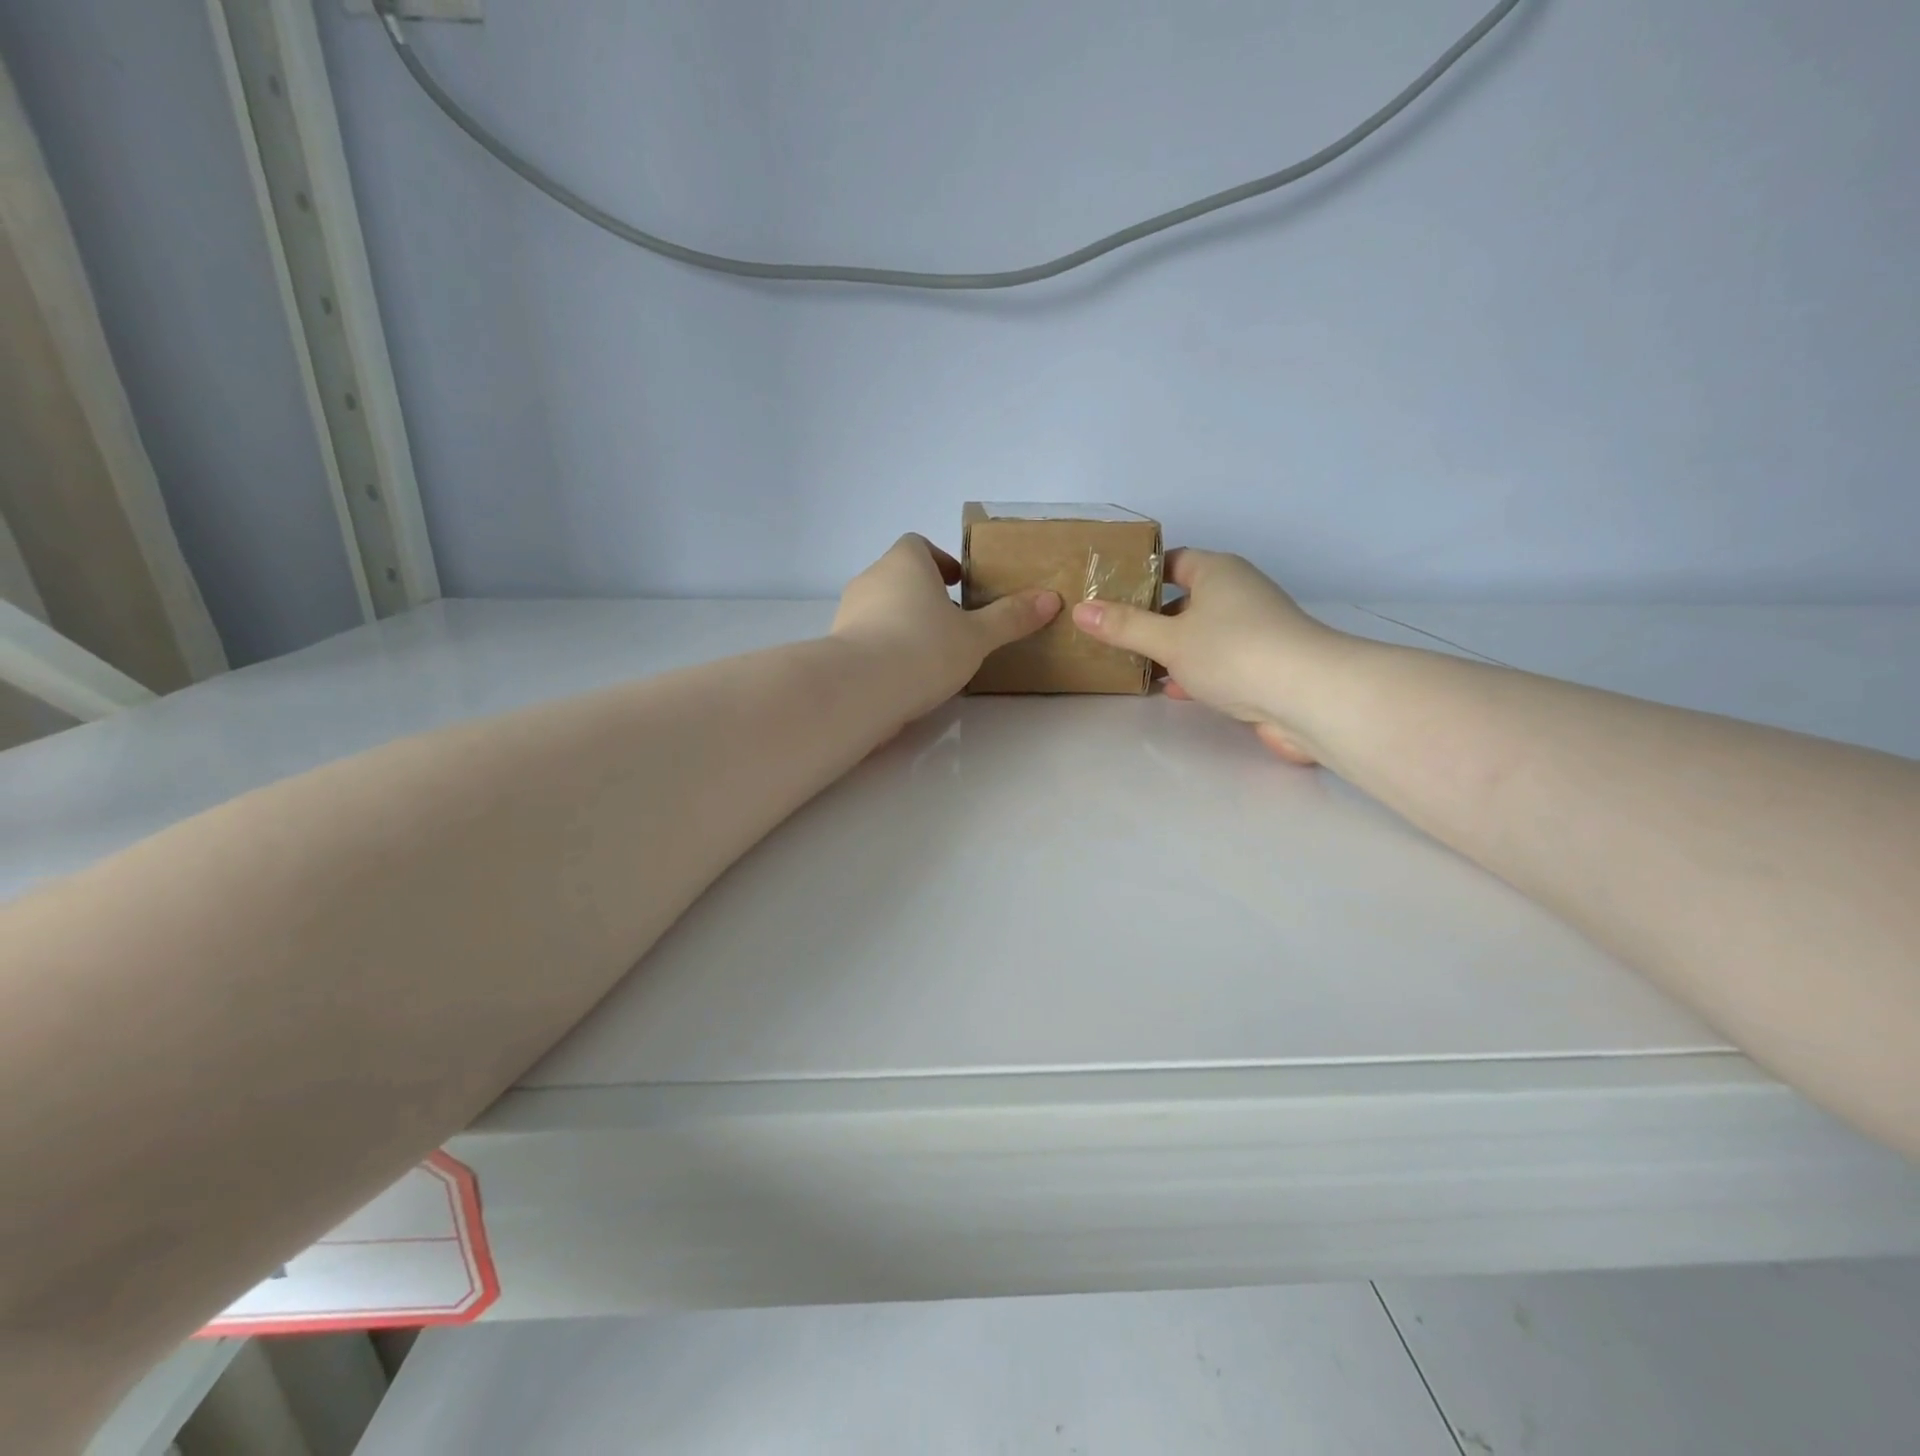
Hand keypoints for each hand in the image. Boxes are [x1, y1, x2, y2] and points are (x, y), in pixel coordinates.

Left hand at [833, 534, 1060, 718]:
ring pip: (882, 609)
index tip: (958, 584)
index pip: (918, 545)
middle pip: (900, 578)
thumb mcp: (976, 636)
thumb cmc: (923, 648)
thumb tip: (1050, 599)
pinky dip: (886, 649)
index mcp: (905, 563)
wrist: (859, 689)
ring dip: (905, 623)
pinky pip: (867, 639)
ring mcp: (848, 613)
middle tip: (954, 623)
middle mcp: (871, 579)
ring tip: (933, 655)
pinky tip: (906, 677)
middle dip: (925, 596)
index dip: (940, 561)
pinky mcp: (837, 647)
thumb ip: (1010, 618)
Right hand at [1070, 548, 1343, 763]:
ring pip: (1199, 634)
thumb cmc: (1233, 652)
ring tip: (1130, 663)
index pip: (1172, 561)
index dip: (1140, 575)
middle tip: (1109, 632)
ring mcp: (1252, 631)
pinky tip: (1168, 689)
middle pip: (1184, 599)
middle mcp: (1237, 594)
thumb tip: (1081, 610)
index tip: (1107, 593)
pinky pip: (1216, 662)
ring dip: (1170, 649)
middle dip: (1150, 617)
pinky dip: (1192, 672)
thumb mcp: (1168, 639)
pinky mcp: (1261, 666)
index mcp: (1217, 572)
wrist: (1308, 696)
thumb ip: (1124, 627)